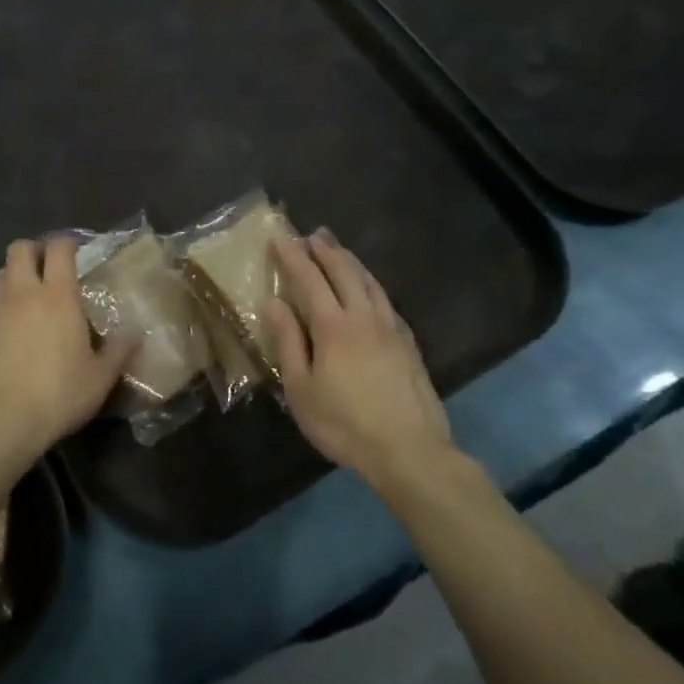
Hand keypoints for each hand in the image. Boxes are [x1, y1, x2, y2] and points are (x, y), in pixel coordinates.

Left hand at [0, 237, 135, 462]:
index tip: (74, 253)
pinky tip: (6, 336)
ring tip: (26, 302)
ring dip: (14, 279)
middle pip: (20, 249)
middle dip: (33, 251)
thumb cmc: (57, 395)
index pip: (59, 249)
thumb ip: (119, 350)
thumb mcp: (100, 378)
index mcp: (58, 296)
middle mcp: (22, 293)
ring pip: (0, 275)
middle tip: (46, 269)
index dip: (66, 244)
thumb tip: (134, 331)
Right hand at [265, 231, 455, 494]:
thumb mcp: (301, 389)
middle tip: (313, 234)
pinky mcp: (408, 344)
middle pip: (344, 272)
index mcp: (333, 326)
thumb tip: (274, 302)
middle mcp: (363, 317)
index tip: (280, 238)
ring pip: (370, 282)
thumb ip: (288, 342)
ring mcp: (391, 328)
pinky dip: (372, 285)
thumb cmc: (344, 423)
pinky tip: (371, 290)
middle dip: (326, 250)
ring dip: (351, 262)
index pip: (309, 279)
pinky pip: (387, 301)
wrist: (409, 449)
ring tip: (339, 250)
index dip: (293, 256)